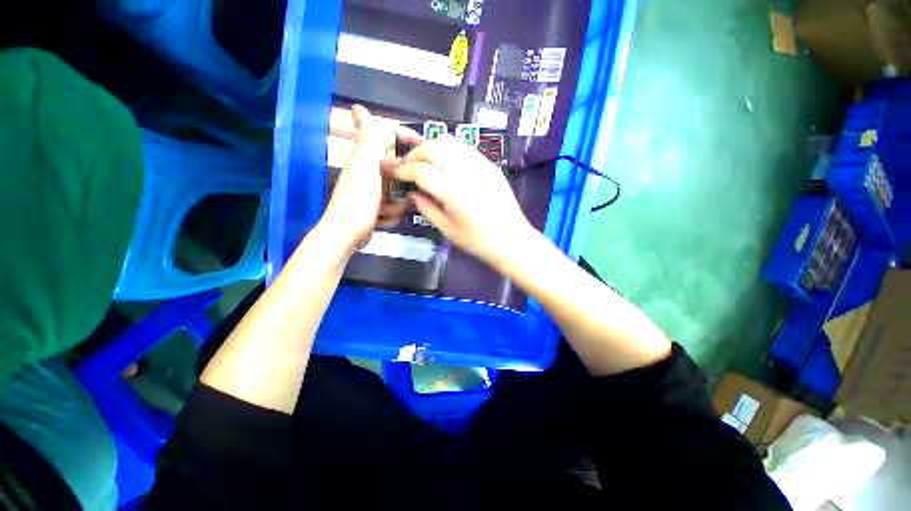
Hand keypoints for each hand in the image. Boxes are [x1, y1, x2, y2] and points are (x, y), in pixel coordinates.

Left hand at [318, 105, 421, 255]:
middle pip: (396, 168)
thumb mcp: (365, 167)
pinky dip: (392, 213)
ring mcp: (372, 191)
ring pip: (398, 189)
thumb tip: (363, 111)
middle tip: (408, 191)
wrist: (347, 234)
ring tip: (388, 210)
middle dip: (403, 181)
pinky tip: (384, 218)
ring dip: (397, 202)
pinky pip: (393, 205)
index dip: (404, 135)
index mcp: (364, 157)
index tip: (423, 144)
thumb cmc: (357, 200)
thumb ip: (370, 141)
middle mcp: (368, 171)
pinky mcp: (375, 207)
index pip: (385, 135)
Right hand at [389, 135, 534, 268]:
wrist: (511, 239)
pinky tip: (446, 165)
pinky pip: (465, 148)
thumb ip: (426, 208)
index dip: (404, 170)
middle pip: (434, 147)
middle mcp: (467, 172)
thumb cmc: (478, 241)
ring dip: (432, 148)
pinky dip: (449, 151)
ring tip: (426, 163)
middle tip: (409, 167)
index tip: (395, 172)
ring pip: (450, 141)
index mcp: (454, 192)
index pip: (422, 171)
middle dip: (416, 154)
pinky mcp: (490, 165)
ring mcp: (481, 165)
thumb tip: (412, 193)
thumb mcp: (447, 229)